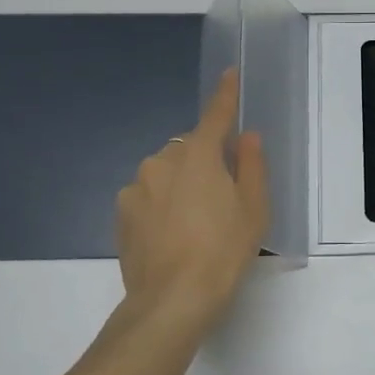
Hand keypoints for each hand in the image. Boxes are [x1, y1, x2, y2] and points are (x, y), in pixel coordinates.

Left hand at [115, 68, 269, 324]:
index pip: (215, 115)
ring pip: (165, 172)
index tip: (229, 74)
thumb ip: (251, 166)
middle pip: (189, 148)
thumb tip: (246, 137)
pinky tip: (171, 234)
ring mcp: (136, 187)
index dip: (225, 95)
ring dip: (180, 183)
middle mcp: (162, 161)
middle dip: (204, 160)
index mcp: (199, 155)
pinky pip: (148, 195)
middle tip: (221, 197)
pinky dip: (160, 203)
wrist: (172, 300)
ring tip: (193, 223)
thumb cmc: (223, 251)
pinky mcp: (121, 213)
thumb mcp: (253, 209)